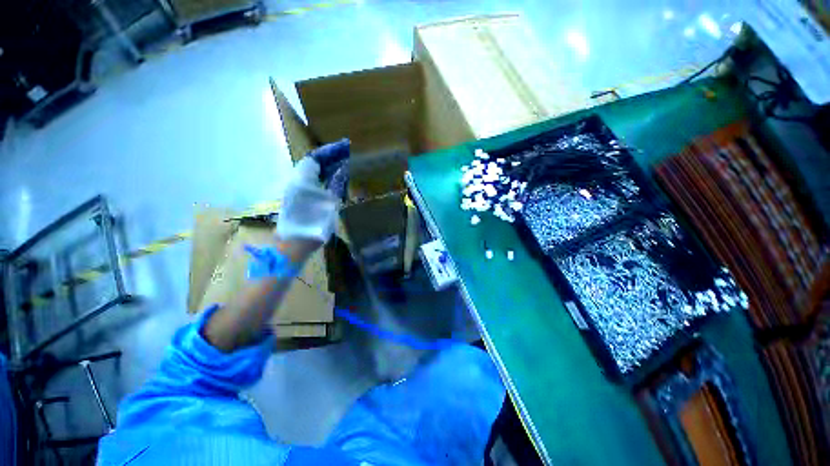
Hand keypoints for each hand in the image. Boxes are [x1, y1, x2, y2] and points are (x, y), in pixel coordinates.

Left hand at [277, 140, 349, 245]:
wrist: (293, 245)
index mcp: (302, 180)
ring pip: (307, 174)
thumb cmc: (313, 225)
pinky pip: (305, 183)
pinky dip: (317, 181)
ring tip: (337, 172)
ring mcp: (289, 191)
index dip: (327, 152)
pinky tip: (326, 186)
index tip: (342, 149)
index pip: (314, 158)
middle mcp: (293, 181)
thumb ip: (335, 187)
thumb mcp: (330, 205)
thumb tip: (342, 172)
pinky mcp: (290, 199)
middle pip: (309, 165)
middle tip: (342, 161)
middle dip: (326, 161)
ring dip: (321, 171)